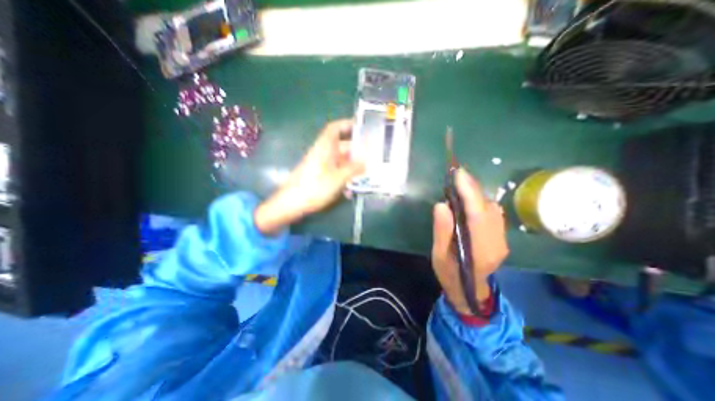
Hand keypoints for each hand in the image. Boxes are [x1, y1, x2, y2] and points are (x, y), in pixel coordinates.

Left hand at [256, 119, 364, 233]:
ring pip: (340, 161)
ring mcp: (320, 165)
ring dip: (351, 168)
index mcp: (325, 147)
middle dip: (356, 152)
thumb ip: (353, 169)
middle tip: (371, 158)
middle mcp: (322, 153)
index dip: (347, 125)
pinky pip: (335, 172)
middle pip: (341, 146)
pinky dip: (343, 178)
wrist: (292, 203)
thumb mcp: (339, 178)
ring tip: (364, 176)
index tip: (361, 128)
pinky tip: (349, 191)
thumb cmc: (315, 187)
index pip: (335, 128)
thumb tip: (365, 163)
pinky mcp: (319, 176)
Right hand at [430, 168, 507, 314]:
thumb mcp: (439, 255)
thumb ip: (442, 231)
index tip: (459, 174)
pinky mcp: (501, 237)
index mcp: (479, 248)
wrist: (469, 290)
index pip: (477, 213)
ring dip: (477, 194)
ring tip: (461, 186)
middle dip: (473, 188)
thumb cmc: (449, 273)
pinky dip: (481, 202)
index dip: (469, 191)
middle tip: (457, 176)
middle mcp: (496, 241)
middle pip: (487, 207)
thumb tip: (442, 205)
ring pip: (492, 208)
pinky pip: (493, 213)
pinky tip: (470, 201)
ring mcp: (502, 239)